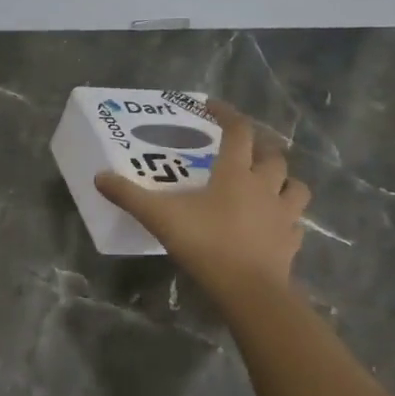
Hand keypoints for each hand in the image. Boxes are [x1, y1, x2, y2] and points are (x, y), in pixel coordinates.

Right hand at [95, 99, 310, 299]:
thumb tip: (99, 177)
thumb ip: (129, 196)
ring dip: (284, 181)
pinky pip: (295, 224)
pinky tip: (274, 226)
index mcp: (235, 174)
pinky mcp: (291, 242)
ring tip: (268, 186)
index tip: (211, 106)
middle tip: (243, 151)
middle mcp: (265, 187)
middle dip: (260, 148)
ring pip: (295, 187)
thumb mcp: (159, 217)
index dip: (226, 113)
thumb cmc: (205, 243)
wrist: (247, 289)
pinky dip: (287, 220)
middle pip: (273, 156)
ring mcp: (283, 215)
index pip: (238, 131)